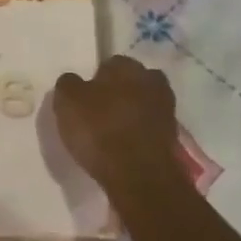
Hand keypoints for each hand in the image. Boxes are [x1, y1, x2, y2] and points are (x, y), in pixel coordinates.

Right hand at [52, 56, 182, 196]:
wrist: (139, 175)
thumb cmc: (100, 130)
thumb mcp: (67, 102)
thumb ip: (68, 85)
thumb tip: (73, 81)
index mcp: (127, 66)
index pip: (109, 64)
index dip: (95, 80)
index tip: (85, 99)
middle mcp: (152, 81)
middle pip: (131, 83)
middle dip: (118, 94)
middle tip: (99, 114)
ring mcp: (166, 110)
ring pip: (143, 105)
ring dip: (130, 114)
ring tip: (111, 134)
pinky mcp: (172, 137)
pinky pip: (149, 128)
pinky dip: (138, 135)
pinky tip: (124, 148)